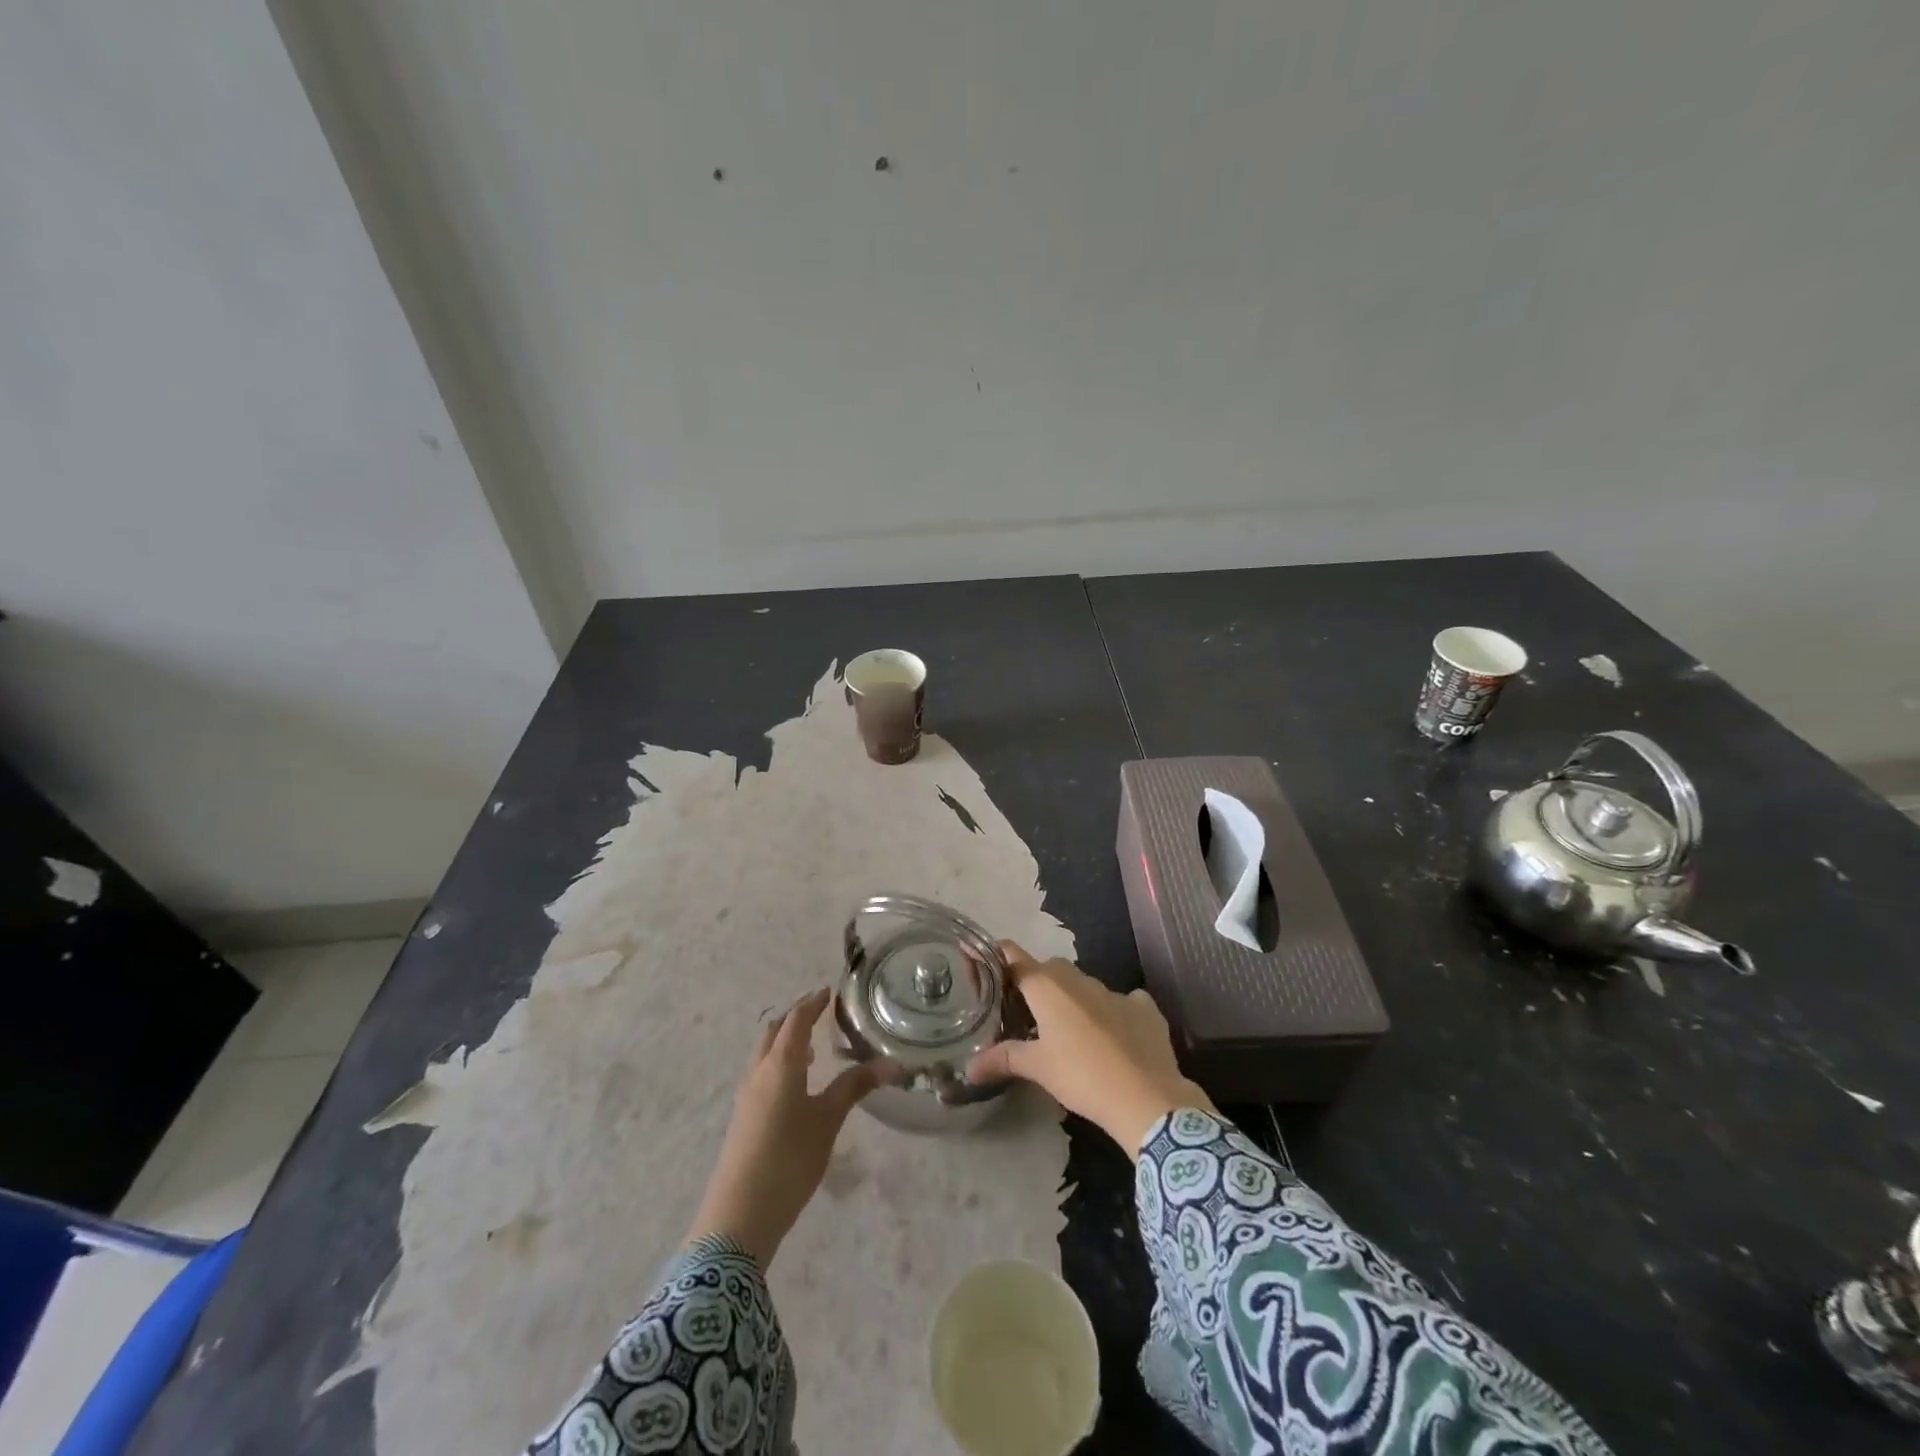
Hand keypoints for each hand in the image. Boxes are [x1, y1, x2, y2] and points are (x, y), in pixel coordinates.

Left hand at [687, 988, 880, 1267]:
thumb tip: (892, 1062)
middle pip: (774, 1031)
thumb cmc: (790, 1158)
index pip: (796, 1020)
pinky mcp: (743, 1116)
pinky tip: (796, 1084)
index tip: (828, 992)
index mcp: (781, 1063)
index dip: (812, 1003)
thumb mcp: (828, 1120)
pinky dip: (779, 1062)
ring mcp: (747, 1094)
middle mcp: (759, 1071)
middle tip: (820, 1012)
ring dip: (785, 1041)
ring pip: (765, 1053)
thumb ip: (856, 1086)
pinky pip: (761, 1072)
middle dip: (795, 1017)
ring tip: (812, 1046)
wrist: (740, 1214)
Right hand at [965, 943, 1213, 1156]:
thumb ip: (1003, 1059)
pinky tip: (1113, 1034)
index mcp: (1048, 987)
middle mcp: (1079, 979)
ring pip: (1084, 984)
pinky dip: (1113, 1011)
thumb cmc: (1082, 1076)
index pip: (1014, 957)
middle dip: (1036, 983)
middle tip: (1025, 1012)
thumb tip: (969, 1067)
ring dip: (1073, 998)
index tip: (985, 962)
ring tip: (1067, 1028)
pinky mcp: (1144, 1008)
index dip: (997, 956)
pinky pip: (1123, 1000)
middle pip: (1048, 969)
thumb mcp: (1038, 1068)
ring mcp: (1115, 991)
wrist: (1146, 1097)